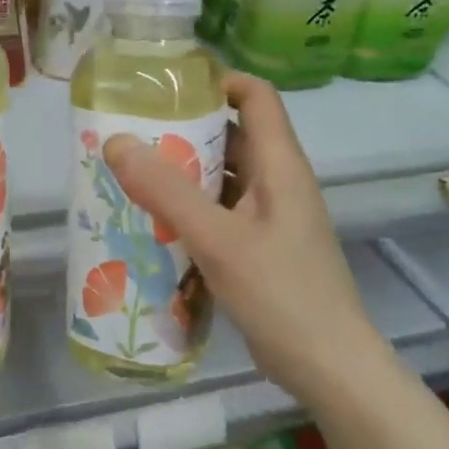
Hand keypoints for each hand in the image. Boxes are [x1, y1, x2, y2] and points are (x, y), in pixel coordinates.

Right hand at [103, 73, 387, 406]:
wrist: (330, 367)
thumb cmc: (281, 294)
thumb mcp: (218, 240)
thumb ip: (168, 191)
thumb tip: (117, 141)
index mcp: (280, 165)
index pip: (256, 96)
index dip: (217, 80)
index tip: (166, 88)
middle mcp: (279, 182)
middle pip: (234, 135)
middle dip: (186, 130)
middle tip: (132, 134)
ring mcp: (273, 218)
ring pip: (226, 178)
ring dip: (185, 174)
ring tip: (132, 175)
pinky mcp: (263, 248)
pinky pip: (223, 213)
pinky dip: (192, 210)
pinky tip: (156, 224)